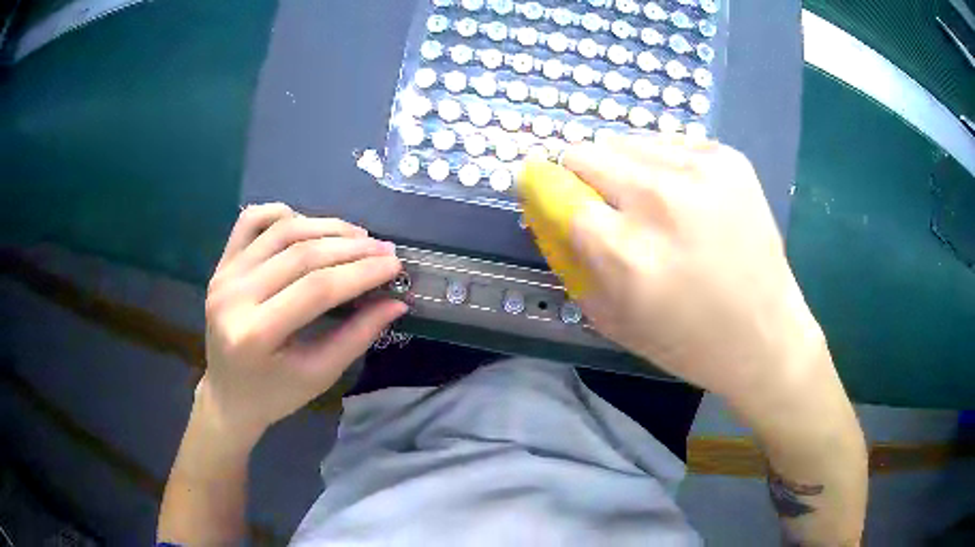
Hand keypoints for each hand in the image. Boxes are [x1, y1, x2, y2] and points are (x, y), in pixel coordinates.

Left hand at [200, 203, 406, 443]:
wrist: (228, 394)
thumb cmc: (275, 394)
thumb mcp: (319, 374)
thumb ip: (357, 335)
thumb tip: (397, 302)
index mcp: (255, 334)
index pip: (316, 289)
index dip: (360, 273)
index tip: (395, 265)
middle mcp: (233, 296)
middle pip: (300, 254)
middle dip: (350, 248)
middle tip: (385, 249)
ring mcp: (224, 275)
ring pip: (281, 231)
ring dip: (325, 226)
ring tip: (358, 236)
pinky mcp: (222, 264)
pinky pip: (251, 221)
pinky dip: (282, 213)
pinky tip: (308, 223)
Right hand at [561, 135, 826, 402]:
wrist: (765, 335)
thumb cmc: (685, 341)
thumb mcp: (610, 317)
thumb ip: (569, 258)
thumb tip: (546, 207)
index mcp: (625, 250)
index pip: (554, 188)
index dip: (543, 188)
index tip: (546, 191)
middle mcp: (660, 198)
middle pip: (585, 153)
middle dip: (582, 176)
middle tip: (605, 205)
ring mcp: (700, 170)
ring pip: (626, 143)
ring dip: (625, 170)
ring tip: (652, 205)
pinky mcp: (728, 158)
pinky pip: (669, 145)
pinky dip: (664, 166)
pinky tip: (687, 198)